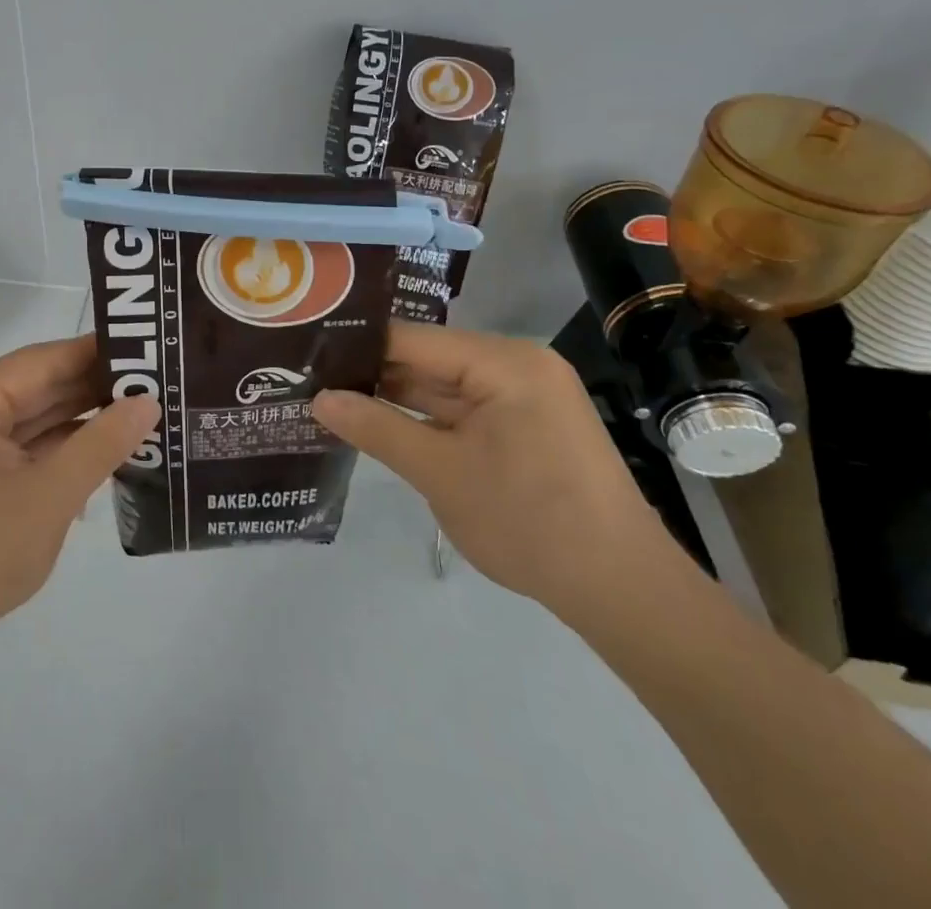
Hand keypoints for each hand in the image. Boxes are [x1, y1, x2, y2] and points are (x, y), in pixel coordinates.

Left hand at [0, 335, 159, 657]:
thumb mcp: (50, 496)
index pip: (42, 360)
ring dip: (84, 418)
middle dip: (95, 387)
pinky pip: (27, 445)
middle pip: (39, 386)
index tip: (147, 346)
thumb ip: (101, 444)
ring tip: (143, 410)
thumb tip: (149, 401)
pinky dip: (64, 447)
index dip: (95, 352)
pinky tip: (108, 449)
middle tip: (156, 380)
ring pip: (36, 416)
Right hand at [311, 322, 676, 612]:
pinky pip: (463, 411)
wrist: (622, 591)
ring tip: (330, 400)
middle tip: (309, 381)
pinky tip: (379, 426)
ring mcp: (523, 397)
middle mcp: (516, 366)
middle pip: (427, 360)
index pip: (412, 339)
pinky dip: (426, 422)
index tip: (308, 356)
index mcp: (503, 362)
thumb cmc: (529, 522)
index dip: (357, 348)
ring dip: (395, 400)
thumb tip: (318, 399)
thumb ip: (376, 429)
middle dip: (373, 376)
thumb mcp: (440, 473)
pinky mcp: (525, 426)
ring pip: (442, 388)